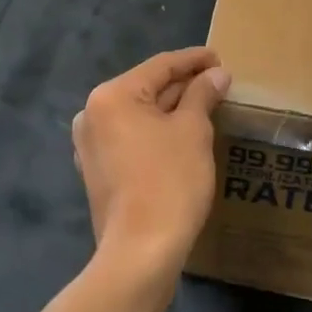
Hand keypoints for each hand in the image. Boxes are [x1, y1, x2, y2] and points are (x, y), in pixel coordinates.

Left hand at [72, 48, 228, 278]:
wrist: (140, 253)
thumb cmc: (169, 181)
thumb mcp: (193, 130)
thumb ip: (202, 94)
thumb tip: (216, 74)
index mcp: (112, 95)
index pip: (161, 66)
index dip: (194, 60)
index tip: (220, 58)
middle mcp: (93, 114)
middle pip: (147, 88)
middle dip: (184, 85)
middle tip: (218, 82)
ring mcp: (91, 145)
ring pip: (140, 115)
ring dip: (172, 109)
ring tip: (206, 104)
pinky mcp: (98, 171)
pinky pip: (132, 138)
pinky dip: (157, 132)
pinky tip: (182, 135)